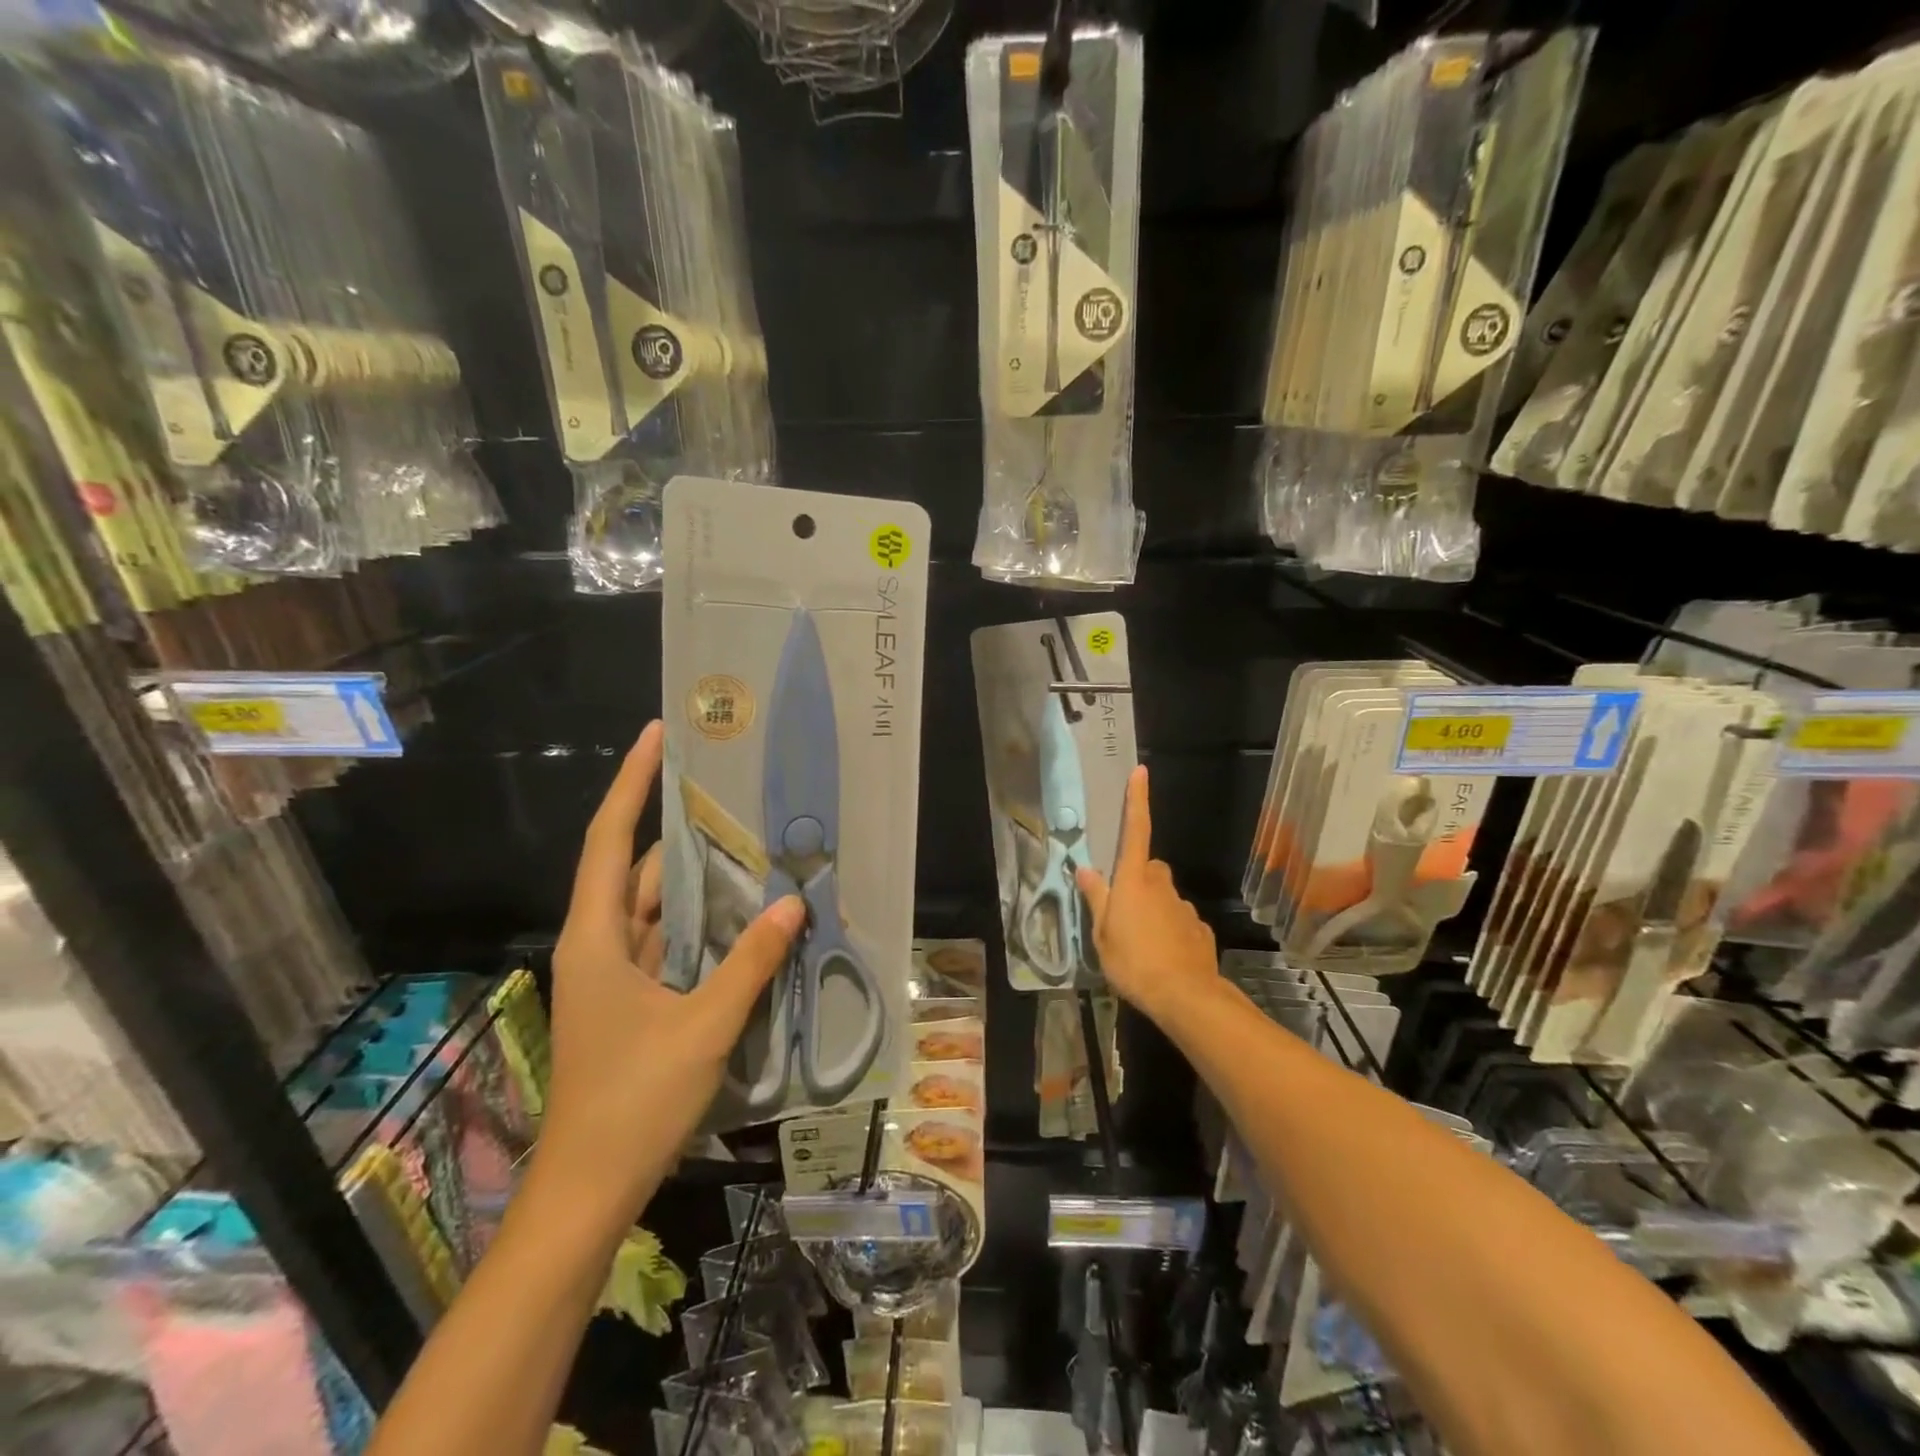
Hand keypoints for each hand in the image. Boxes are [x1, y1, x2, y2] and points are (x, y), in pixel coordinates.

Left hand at [540, 721, 803, 1223]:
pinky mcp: (635, 999)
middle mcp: (601, 944)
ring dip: (702, 882)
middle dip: (685, 831)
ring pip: (660, 908)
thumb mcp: (704, 1025)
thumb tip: (794, 902)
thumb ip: (751, 961)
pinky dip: (705, 924)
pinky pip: (672, 943)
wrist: (589, 1190)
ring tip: (754, 845)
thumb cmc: (634, 1101)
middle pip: (641, 870)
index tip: (658, 736)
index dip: (632, 784)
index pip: (610, 840)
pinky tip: (747, 915)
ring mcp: (617, 974)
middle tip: (737, 795)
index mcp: (597, 938)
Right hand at [1076, 765, 1217, 1025]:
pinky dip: (1171, 930)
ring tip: (1141, 942)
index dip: (1137, 800)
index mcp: (1134, 880)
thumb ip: (1096, 898)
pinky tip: (1163, 955)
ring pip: (1165, 896)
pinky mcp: (1200, 929)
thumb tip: (1085, 868)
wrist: (1185, 996)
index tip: (1140, 772)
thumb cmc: (1133, 961)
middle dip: (1138, 879)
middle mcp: (1161, 885)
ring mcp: (1184, 906)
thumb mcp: (1102, 933)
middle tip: (1122, 908)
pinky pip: (1180, 921)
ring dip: (1153, 908)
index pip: (1136, 830)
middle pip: (1149, 868)